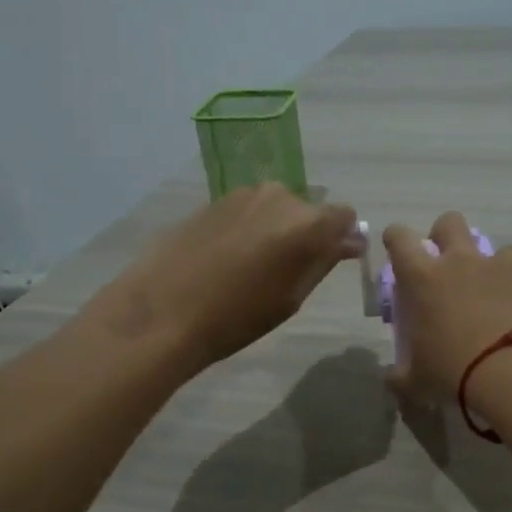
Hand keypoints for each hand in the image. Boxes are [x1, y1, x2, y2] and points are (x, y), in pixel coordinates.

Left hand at [88, 184, 360, 370]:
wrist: (164, 310)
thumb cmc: (237, 317)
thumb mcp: (291, 298)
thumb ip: (323, 263)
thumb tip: (347, 242)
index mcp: (307, 223)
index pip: (344, 216)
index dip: (341, 237)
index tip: (329, 261)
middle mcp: (280, 196)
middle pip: (308, 209)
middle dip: (306, 233)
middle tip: (286, 271)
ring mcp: (243, 194)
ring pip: (276, 208)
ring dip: (275, 229)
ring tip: (252, 266)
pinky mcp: (214, 200)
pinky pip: (247, 210)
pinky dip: (248, 228)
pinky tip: (227, 258)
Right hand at [382, 211, 511, 403]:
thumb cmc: (457, 374)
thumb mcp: (418, 383)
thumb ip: (401, 376)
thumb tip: (392, 379)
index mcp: (424, 279)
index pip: (400, 239)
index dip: (397, 239)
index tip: (399, 248)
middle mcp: (463, 261)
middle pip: (450, 223)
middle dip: (447, 236)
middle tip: (451, 265)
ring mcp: (506, 264)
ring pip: (502, 250)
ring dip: (500, 269)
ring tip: (505, 298)